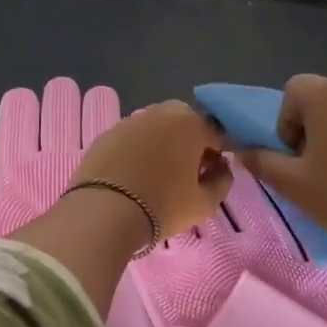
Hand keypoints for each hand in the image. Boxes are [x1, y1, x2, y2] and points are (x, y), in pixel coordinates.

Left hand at [70, 101, 232, 241]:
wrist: (104, 213)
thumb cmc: (162, 207)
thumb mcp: (205, 203)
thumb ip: (222, 180)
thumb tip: (221, 167)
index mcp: (191, 124)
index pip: (215, 133)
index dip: (217, 154)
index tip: (210, 174)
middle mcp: (161, 113)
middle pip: (184, 122)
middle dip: (189, 141)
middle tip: (185, 171)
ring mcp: (130, 121)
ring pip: (156, 127)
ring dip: (162, 142)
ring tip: (157, 173)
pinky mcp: (106, 134)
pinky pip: (131, 138)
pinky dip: (137, 149)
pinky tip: (133, 174)